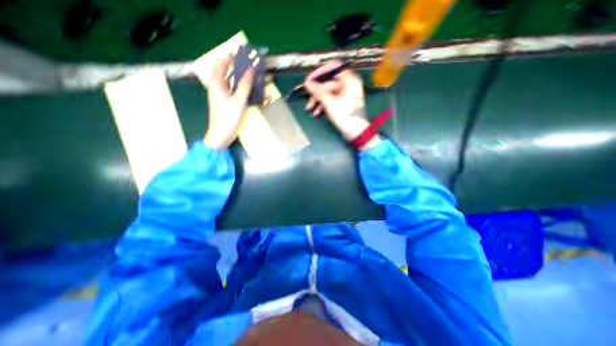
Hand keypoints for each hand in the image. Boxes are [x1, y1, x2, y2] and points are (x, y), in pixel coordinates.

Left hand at [204, 54, 254, 148]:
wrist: (221, 135)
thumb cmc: (228, 117)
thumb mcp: (238, 100)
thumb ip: (245, 85)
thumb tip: (251, 70)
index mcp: (216, 83)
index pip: (220, 63)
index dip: (229, 57)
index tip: (241, 55)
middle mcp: (218, 87)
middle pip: (227, 72)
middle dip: (239, 69)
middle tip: (251, 67)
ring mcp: (222, 96)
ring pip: (232, 83)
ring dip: (243, 80)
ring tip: (255, 78)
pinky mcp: (227, 103)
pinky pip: (235, 92)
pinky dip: (243, 90)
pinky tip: (252, 92)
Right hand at [304, 60, 380, 151]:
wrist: (356, 133)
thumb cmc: (346, 116)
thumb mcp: (330, 103)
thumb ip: (318, 92)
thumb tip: (307, 83)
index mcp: (349, 80)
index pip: (333, 67)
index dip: (320, 72)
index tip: (309, 80)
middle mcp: (348, 84)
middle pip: (328, 82)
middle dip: (316, 91)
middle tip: (306, 97)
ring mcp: (345, 94)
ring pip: (328, 93)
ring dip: (317, 100)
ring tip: (309, 109)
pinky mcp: (343, 103)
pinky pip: (331, 100)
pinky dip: (323, 105)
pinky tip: (316, 113)